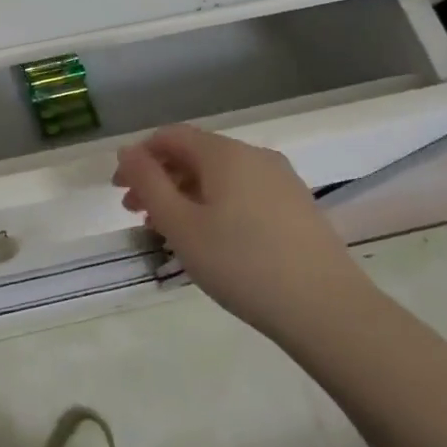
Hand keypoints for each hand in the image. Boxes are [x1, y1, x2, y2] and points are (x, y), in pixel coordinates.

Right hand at [112, 126, 365, 339]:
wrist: (327, 310)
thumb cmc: (240, 263)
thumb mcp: (180, 224)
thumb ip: (148, 182)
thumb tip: (128, 151)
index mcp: (225, 154)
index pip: (170, 136)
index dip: (138, 157)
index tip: (119, 190)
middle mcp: (255, 156)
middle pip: (194, 155)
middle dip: (159, 179)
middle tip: (135, 214)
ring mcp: (282, 181)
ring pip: (219, 177)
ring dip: (185, 195)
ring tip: (168, 231)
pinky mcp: (297, 208)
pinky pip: (243, 193)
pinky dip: (214, 205)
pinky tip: (209, 239)